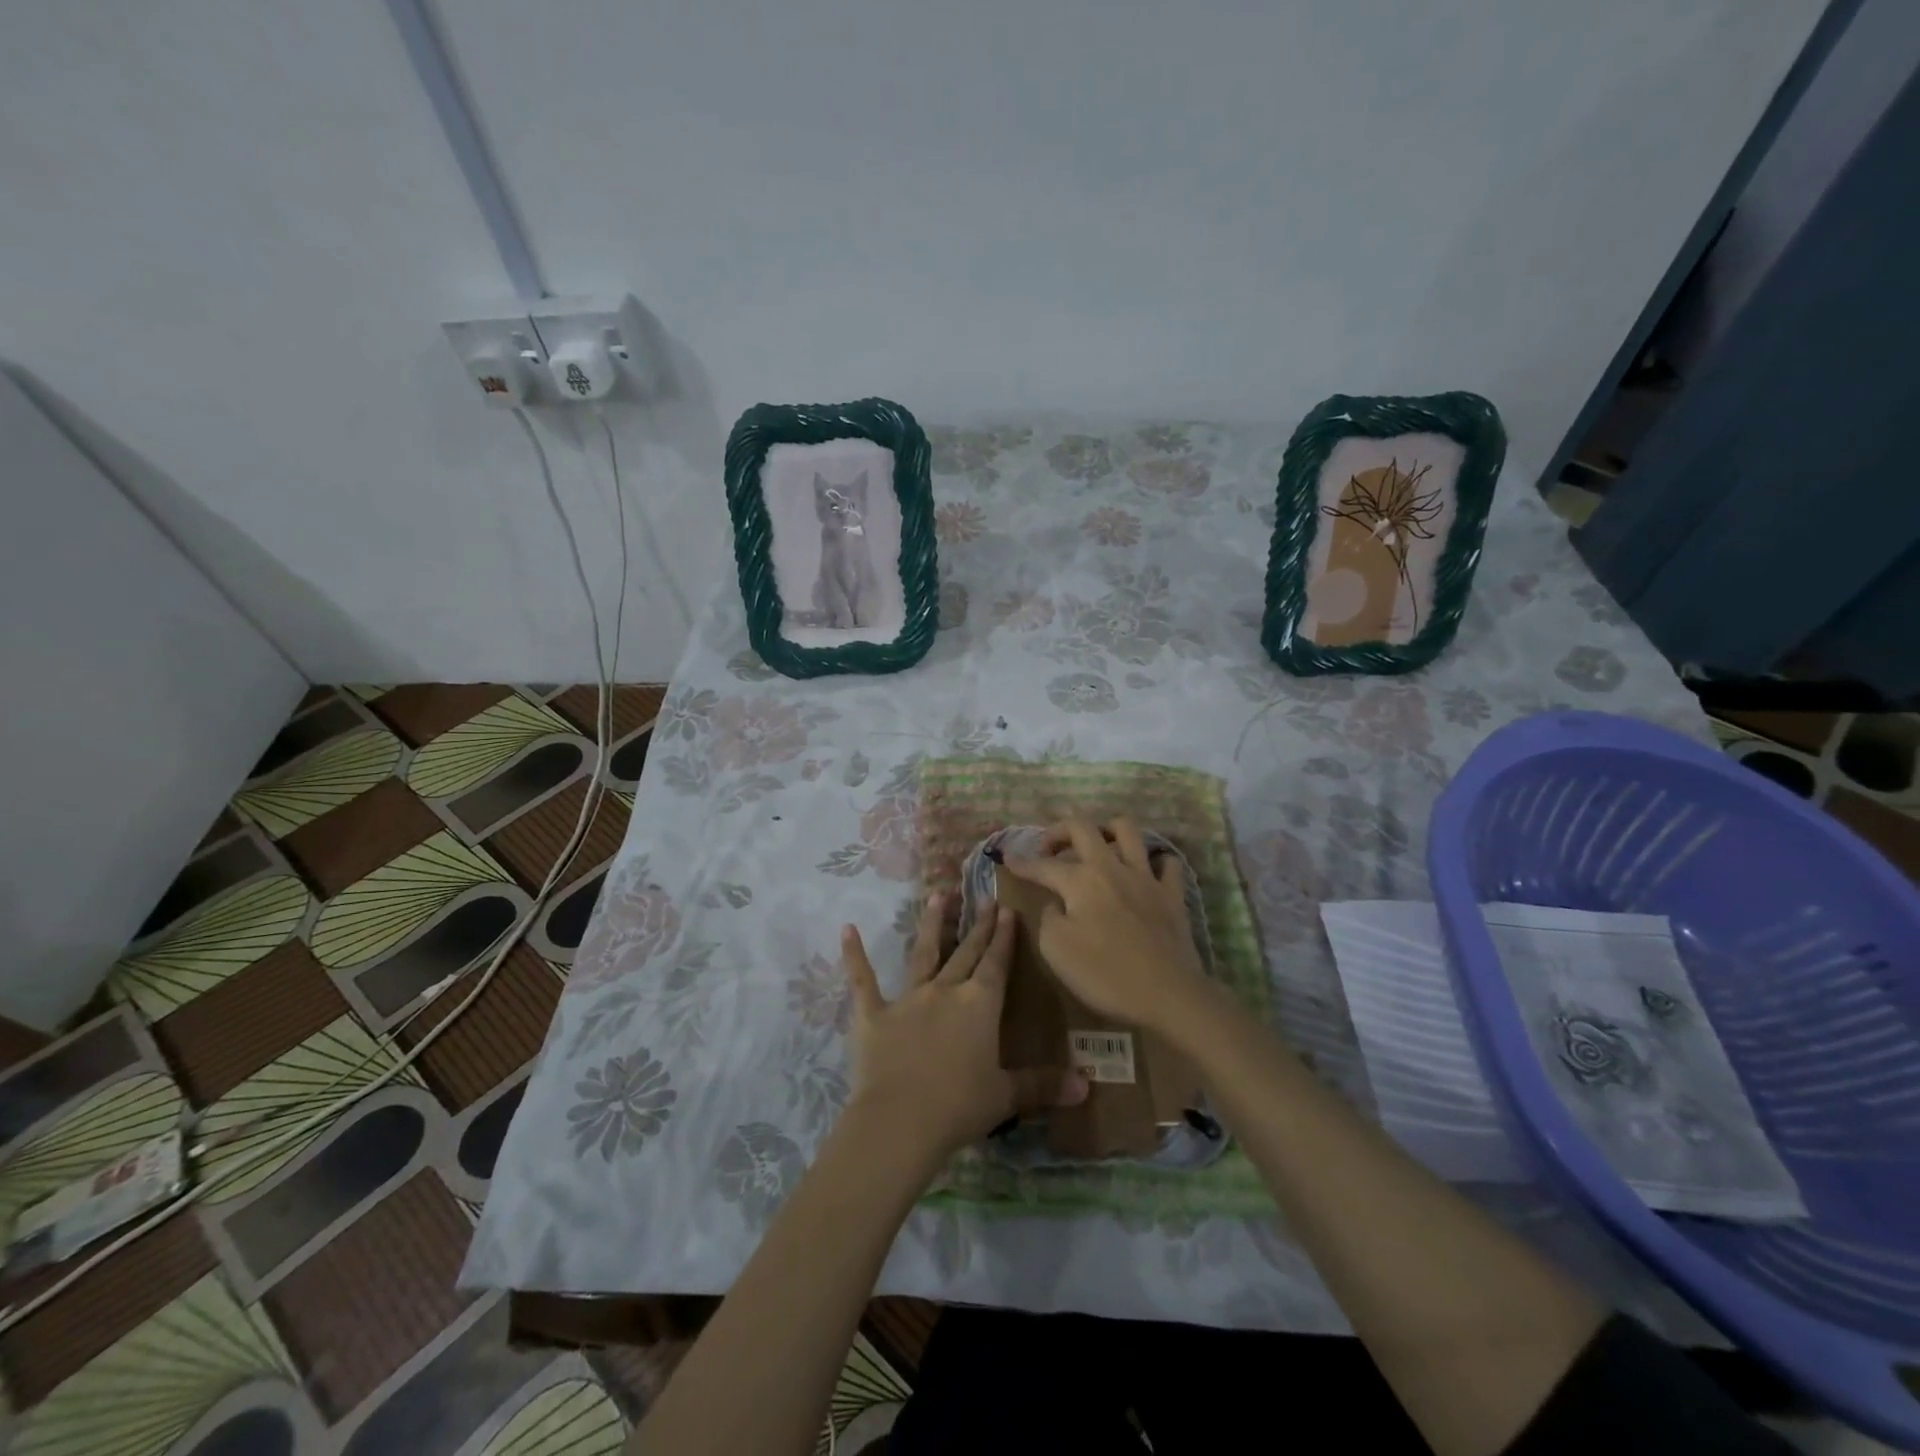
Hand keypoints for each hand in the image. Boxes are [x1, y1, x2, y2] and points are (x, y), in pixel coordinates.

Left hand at [841, 893, 1086, 1161]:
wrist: (900, 1121)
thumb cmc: (959, 1107)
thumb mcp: (1006, 1096)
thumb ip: (1044, 1085)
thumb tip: (1087, 1084)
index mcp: (979, 1006)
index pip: (996, 963)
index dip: (1003, 937)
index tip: (1007, 909)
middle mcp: (946, 991)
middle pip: (966, 952)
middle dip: (978, 925)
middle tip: (984, 897)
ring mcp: (908, 999)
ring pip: (923, 953)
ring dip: (931, 924)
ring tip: (937, 895)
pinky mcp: (874, 1014)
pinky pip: (863, 980)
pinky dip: (854, 955)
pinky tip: (846, 929)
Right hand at [999, 816, 1212, 1029]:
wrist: (1167, 995)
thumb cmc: (1105, 974)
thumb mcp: (1056, 950)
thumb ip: (1049, 918)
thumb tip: (1057, 904)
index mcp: (1081, 880)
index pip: (1044, 865)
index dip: (1022, 862)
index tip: (1008, 858)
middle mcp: (1112, 867)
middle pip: (1083, 827)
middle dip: (1059, 831)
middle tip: (1049, 847)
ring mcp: (1146, 877)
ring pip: (1127, 831)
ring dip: (1106, 830)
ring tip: (1096, 844)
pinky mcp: (1172, 895)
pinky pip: (1167, 863)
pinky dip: (1154, 861)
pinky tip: (1145, 871)